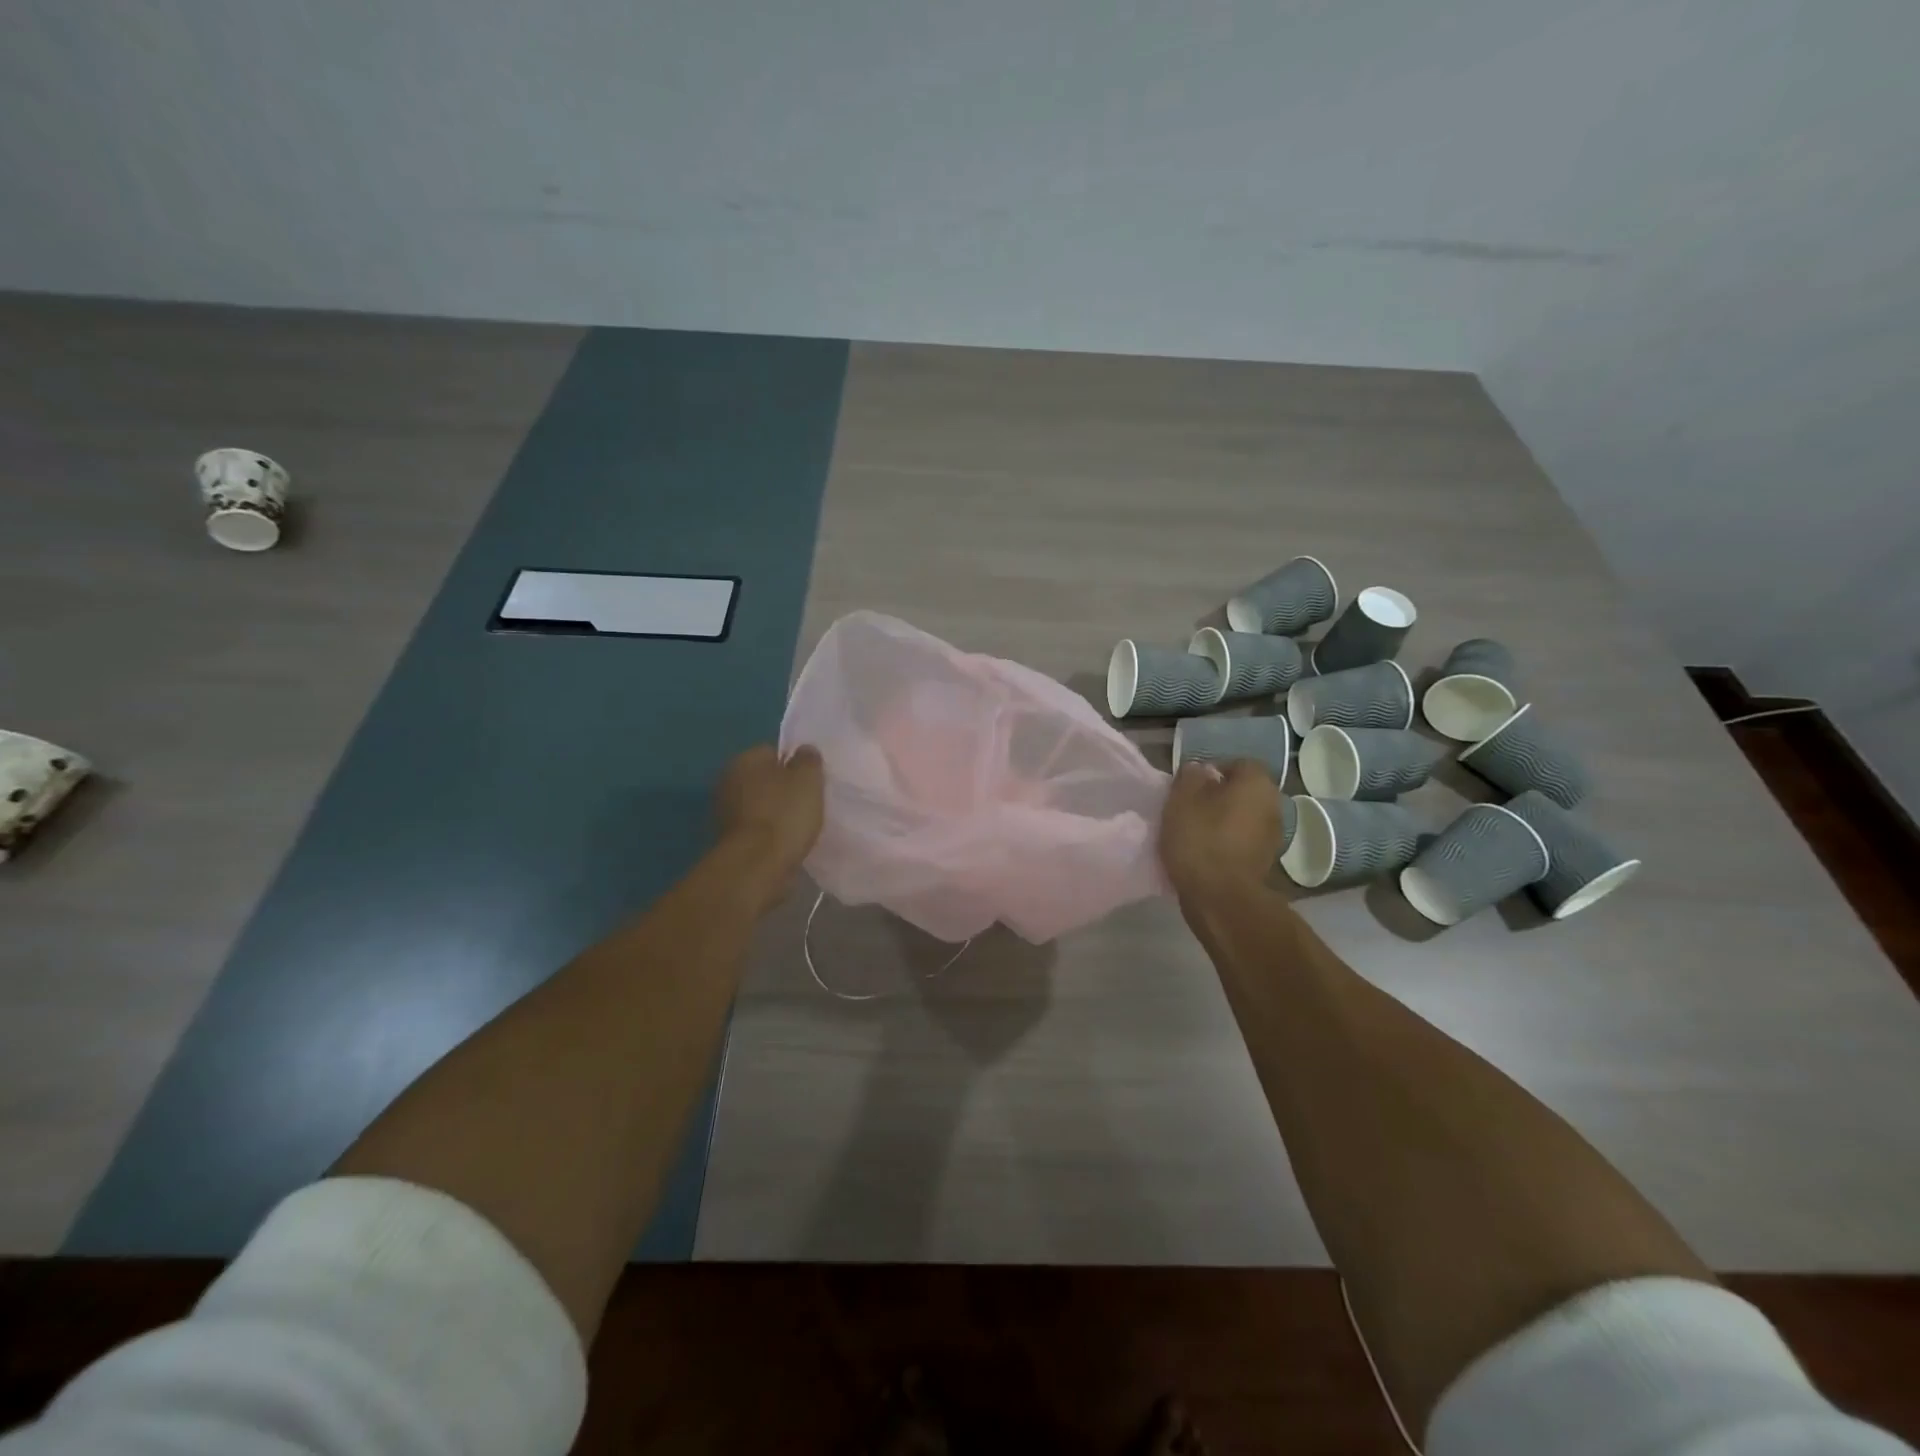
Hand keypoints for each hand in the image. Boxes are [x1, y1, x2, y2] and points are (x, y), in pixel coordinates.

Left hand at [716, 743, 824, 881]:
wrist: (756, 865)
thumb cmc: (784, 814)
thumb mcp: (808, 779)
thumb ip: (808, 759)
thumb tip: (804, 751)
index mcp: (745, 759)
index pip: (772, 752)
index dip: (794, 764)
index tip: (811, 781)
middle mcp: (728, 780)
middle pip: (763, 779)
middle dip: (782, 789)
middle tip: (808, 803)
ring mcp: (724, 812)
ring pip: (759, 805)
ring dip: (774, 813)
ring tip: (799, 826)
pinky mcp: (728, 840)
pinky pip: (755, 829)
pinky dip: (768, 834)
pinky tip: (785, 843)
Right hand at [1159, 759, 1284, 903]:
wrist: (1221, 898)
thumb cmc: (1201, 840)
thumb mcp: (1182, 799)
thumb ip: (1190, 777)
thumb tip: (1201, 771)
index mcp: (1257, 783)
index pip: (1239, 763)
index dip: (1213, 770)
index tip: (1191, 786)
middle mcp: (1273, 805)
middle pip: (1243, 791)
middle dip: (1219, 796)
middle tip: (1190, 807)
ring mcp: (1273, 836)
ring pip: (1244, 817)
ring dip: (1224, 821)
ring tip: (1195, 832)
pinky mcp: (1265, 862)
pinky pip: (1243, 841)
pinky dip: (1227, 843)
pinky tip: (1205, 853)